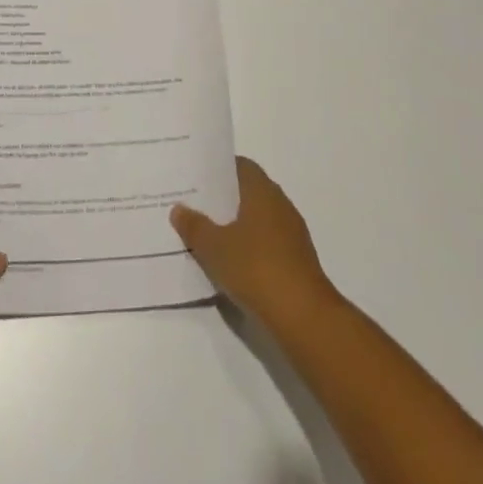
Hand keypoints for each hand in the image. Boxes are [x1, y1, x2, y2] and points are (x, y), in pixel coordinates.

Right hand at [172, 157, 337, 333]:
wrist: (303, 316)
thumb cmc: (256, 268)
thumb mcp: (215, 248)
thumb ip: (195, 226)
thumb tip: (178, 208)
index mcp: (262, 191)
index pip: (241, 166)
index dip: (219, 169)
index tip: (197, 177)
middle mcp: (280, 204)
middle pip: (248, 192)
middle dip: (224, 199)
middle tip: (195, 205)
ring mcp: (292, 233)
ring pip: (258, 219)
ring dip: (236, 225)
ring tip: (208, 235)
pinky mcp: (297, 260)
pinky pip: (267, 243)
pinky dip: (250, 247)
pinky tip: (231, 263)